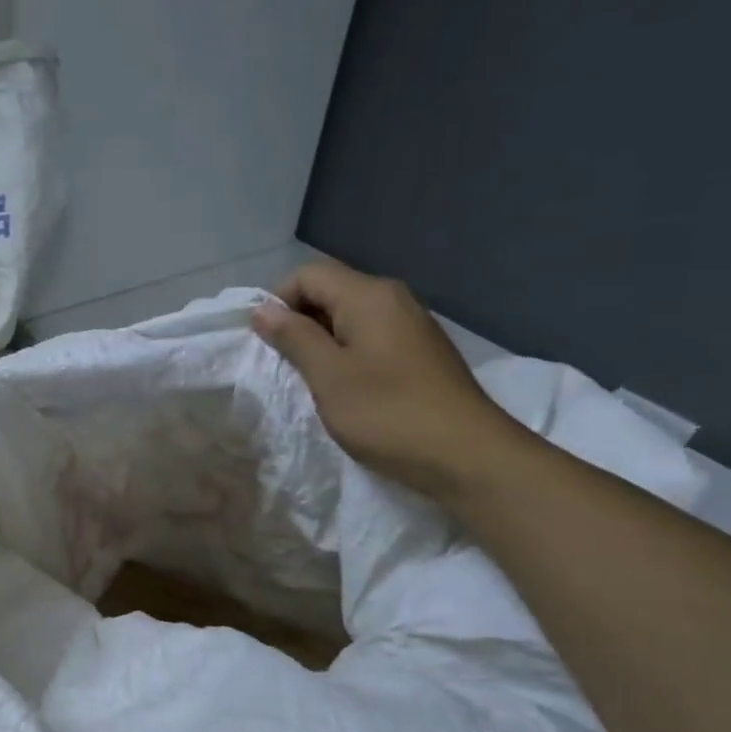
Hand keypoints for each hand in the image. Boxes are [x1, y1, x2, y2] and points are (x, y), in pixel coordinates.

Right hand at [252, 260, 525, 501]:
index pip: (307, 275)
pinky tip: (346, 390)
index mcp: (368, 296)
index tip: (268, 344)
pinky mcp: (419, 353)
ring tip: (313, 381)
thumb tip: (263, 310)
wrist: (467, 456)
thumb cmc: (387, 413)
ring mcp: (410, 326)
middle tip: (285, 367)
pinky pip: (370, 338)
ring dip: (321, 343)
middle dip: (298, 323)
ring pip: (349, 318)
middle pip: (330, 292)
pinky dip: (347, 356)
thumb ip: (293, 337)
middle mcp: (393, 299)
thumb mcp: (328, 375)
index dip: (278, 302)